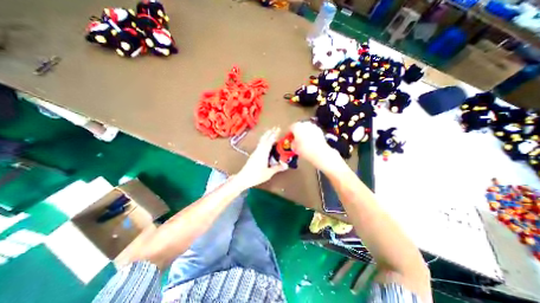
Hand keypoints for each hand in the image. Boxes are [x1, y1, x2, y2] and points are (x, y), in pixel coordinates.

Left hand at [235, 126, 286, 187]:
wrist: (243, 178)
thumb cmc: (256, 176)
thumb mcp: (269, 173)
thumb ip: (277, 168)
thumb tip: (286, 165)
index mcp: (263, 153)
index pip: (270, 141)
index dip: (274, 134)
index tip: (278, 129)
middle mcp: (259, 150)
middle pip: (265, 139)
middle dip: (270, 132)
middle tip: (275, 127)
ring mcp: (255, 152)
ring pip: (262, 141)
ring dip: (266, 136)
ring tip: (271, 132)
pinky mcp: (254, 155)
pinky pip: (260, 144)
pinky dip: (264, 141)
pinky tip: (265, 143)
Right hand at [289, 122, 337, 169]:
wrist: (319, 152)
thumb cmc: (304, 149)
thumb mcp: (294, 148)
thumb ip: (292, 143)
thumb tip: (294, 142)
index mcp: (296, 127)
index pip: (291, 128)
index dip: (289, 133)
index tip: (290, 138)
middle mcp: (304, 124)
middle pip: (299, 127)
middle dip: (298, 132)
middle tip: (297, 139)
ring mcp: (313, 126)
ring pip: (306, 128)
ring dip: (305, 133)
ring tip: (304, 141)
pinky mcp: (319, 130)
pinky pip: (313, 131)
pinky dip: (311, 135)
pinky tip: (311, 141)